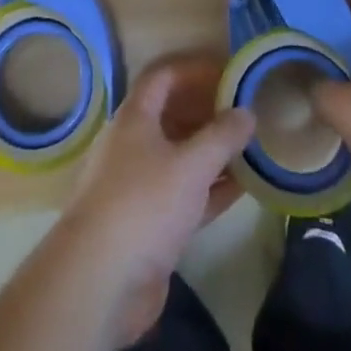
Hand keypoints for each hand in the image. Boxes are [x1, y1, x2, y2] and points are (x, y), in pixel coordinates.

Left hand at [61, 54, 254, 347]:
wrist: (100, 280)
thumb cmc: (144, 204)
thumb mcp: (190, 165)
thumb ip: (222, 137)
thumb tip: (247, 112)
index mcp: (135, 117)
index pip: (164, 76)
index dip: (195, 70)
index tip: (228, 72)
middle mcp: (133, 144)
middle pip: (172, 115)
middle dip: (208, 111)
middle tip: (245, 112)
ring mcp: (138, 185)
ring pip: (180, 156)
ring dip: (212, 152)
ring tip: (251, 148)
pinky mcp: (148, 224)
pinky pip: (184, 194)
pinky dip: (210, 188)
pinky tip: (242, 188)